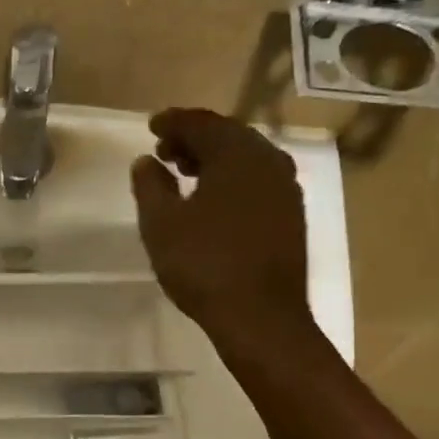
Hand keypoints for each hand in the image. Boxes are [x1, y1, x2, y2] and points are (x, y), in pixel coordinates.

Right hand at [131, 108, 310, 349]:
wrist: (261, 317)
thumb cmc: (204, 264)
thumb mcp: (161, 224)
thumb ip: (150, 185)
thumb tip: (146, 161)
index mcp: (237, 154)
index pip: (201, 123)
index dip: (173, 122)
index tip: (151, 126)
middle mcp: (268, 161)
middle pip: (228, 135)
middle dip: (194, 138)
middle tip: (164, 151)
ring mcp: (285, 188)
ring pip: (245, 158)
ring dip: (214, 159)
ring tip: (185, 174)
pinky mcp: (291, 214)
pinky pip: (257, 179)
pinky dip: (232, 178)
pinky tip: (214, 199)